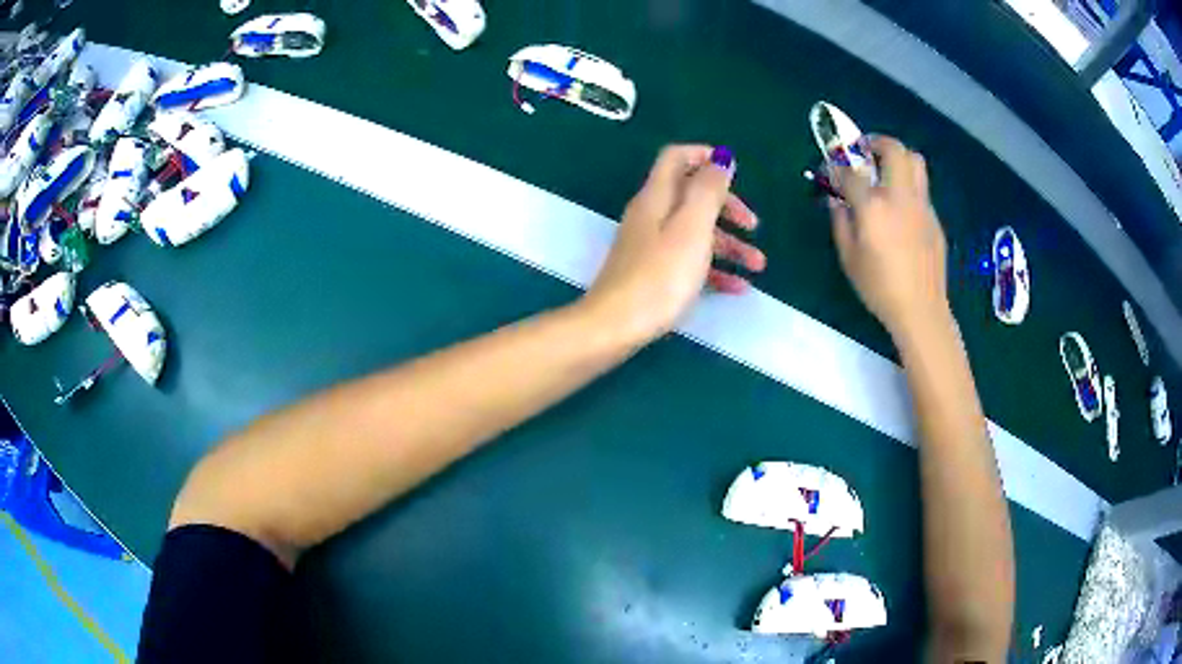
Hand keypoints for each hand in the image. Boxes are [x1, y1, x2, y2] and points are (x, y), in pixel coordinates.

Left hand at [584, 145, 765, 339]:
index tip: (734, 172)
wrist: (616, 326)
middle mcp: (651, 215)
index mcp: (657, 196)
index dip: (704, 156)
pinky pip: (688, 259)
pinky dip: (713, 268)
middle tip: (753, 227)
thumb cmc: (660, 275)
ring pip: (694, 231)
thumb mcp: (693, 227)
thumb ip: (708, 189)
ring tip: (757, 267)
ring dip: (729, 244)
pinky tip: (736, 288)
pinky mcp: (652, 273)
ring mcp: (650, 245)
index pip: (676, 158)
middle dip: (727, 208)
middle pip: (691, 196)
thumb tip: (721, 156)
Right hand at [829, 136, 949, 341]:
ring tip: (886, 171)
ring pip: (915, 162)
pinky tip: (900, 210)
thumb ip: (840, 222)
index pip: (850, 171)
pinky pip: (921, 190)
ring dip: (898, 158)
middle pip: (894, 149)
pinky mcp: (934, 218)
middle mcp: (900, 196)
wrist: (921, 309)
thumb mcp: (848, 257)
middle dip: (876, 142)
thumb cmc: (879, 287)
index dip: (836, 167)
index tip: (830, 170)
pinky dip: (908, 187)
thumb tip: (837, 200)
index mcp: (873, 206)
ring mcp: (922, 205)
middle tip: (865, 152)